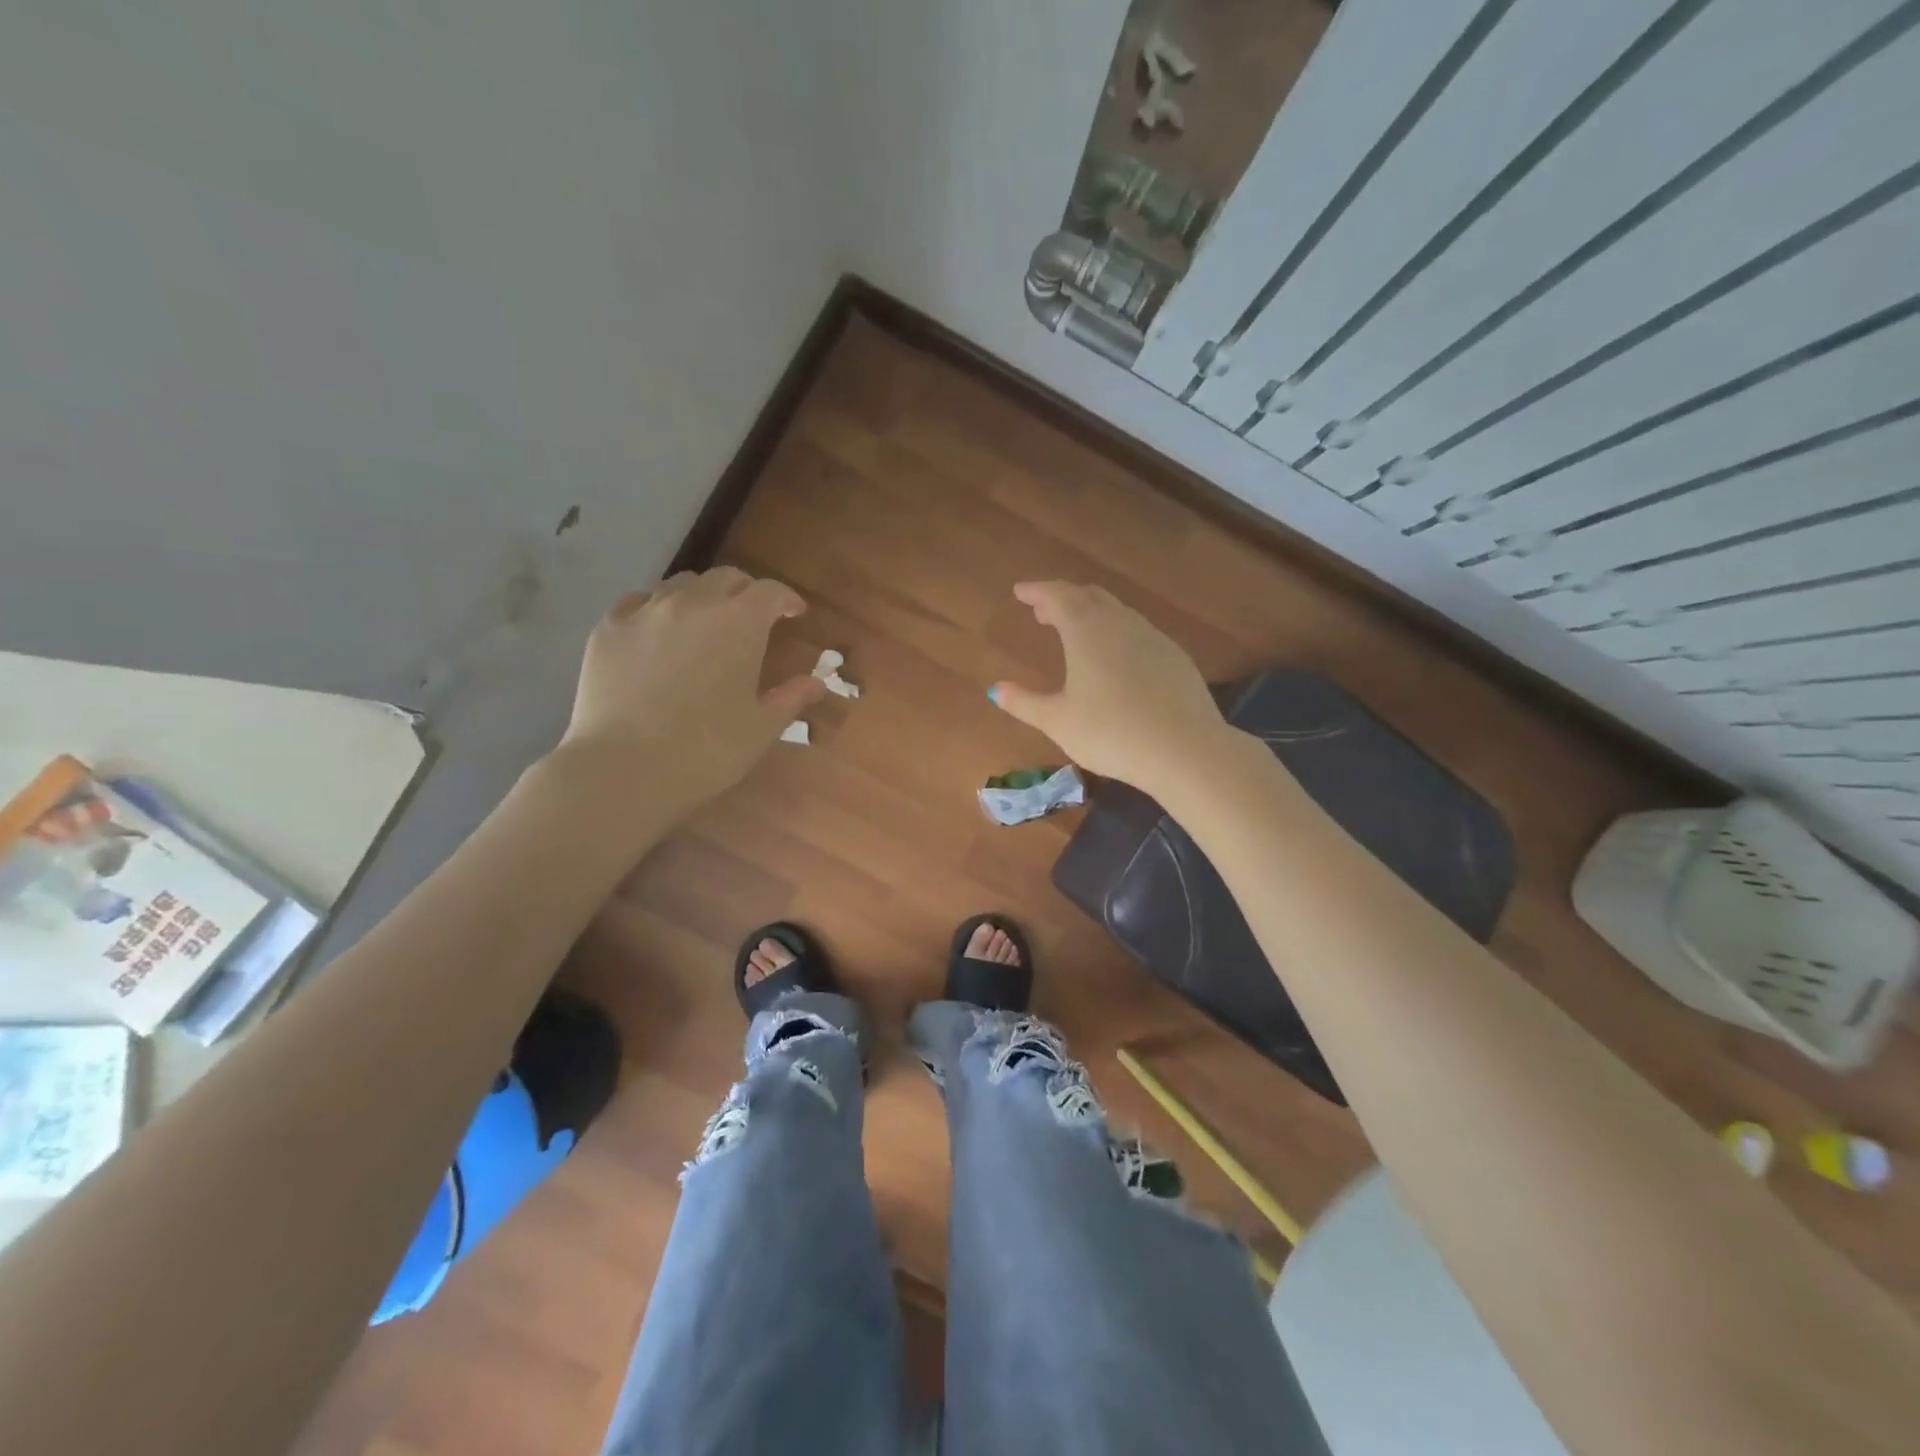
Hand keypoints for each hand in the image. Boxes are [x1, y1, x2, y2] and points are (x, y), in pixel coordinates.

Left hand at [555, 567, 826, 817]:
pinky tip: (657, 633)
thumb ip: (791, 698)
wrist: (625, 767)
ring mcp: (646, 611)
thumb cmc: (707, 749)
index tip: (795, 612)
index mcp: (739, 623)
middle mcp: (694, 603)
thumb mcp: (761, 728)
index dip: (786, 598)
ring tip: (704, 622)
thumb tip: (816, 683)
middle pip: (725, 579)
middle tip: (753, 617)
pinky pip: (639, 603)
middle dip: (745, 592)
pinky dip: (657, 610)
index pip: (770, 591)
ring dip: (702, 597)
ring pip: (681, 585)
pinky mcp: (608, 629)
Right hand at [989, 581, 1235, 794]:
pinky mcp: (1175, 657)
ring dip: (1092, 615)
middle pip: (1089, 596)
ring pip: (1117, 612)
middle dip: (1064, 599)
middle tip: (1044, 612)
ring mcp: (1153, 637)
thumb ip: (1025, 703)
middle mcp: (1121, 623)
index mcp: (1086, 630)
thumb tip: (996, 690)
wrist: (1184, 749)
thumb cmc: (1110, 732)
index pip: (1057, 596)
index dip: (1037, 591)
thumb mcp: (1058, 721)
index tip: (1020, 591)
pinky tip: (1116, 660)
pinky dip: (1117, 633)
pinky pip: (1138, 632)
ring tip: (1077, 634)